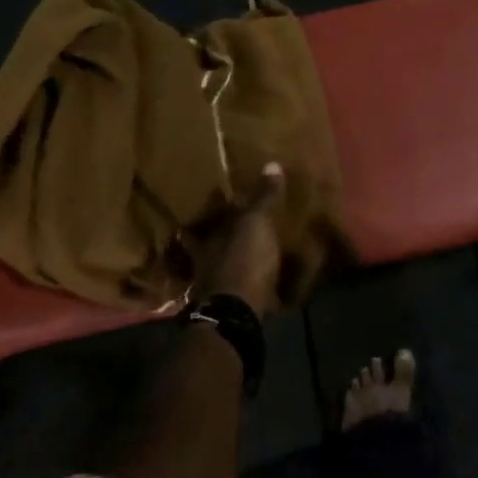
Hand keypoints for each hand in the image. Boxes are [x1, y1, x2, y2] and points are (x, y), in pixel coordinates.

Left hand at [195, 162, 285, 313]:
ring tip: (250, 256)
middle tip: (235, 228)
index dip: (212, 210)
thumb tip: (271, 164)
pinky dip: (249, 288)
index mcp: (208, 239)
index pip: (206, 219)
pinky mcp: (233, 308)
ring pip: (222, 269)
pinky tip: (263, 288)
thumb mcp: (256, 223)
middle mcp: (207, 262)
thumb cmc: (243, 261)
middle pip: (210, 245)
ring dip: (233, 263)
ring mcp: (217, 288)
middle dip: (220, 238)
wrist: (237, 314)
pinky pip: (241, 292)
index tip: (220, 199)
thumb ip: (263, 198)